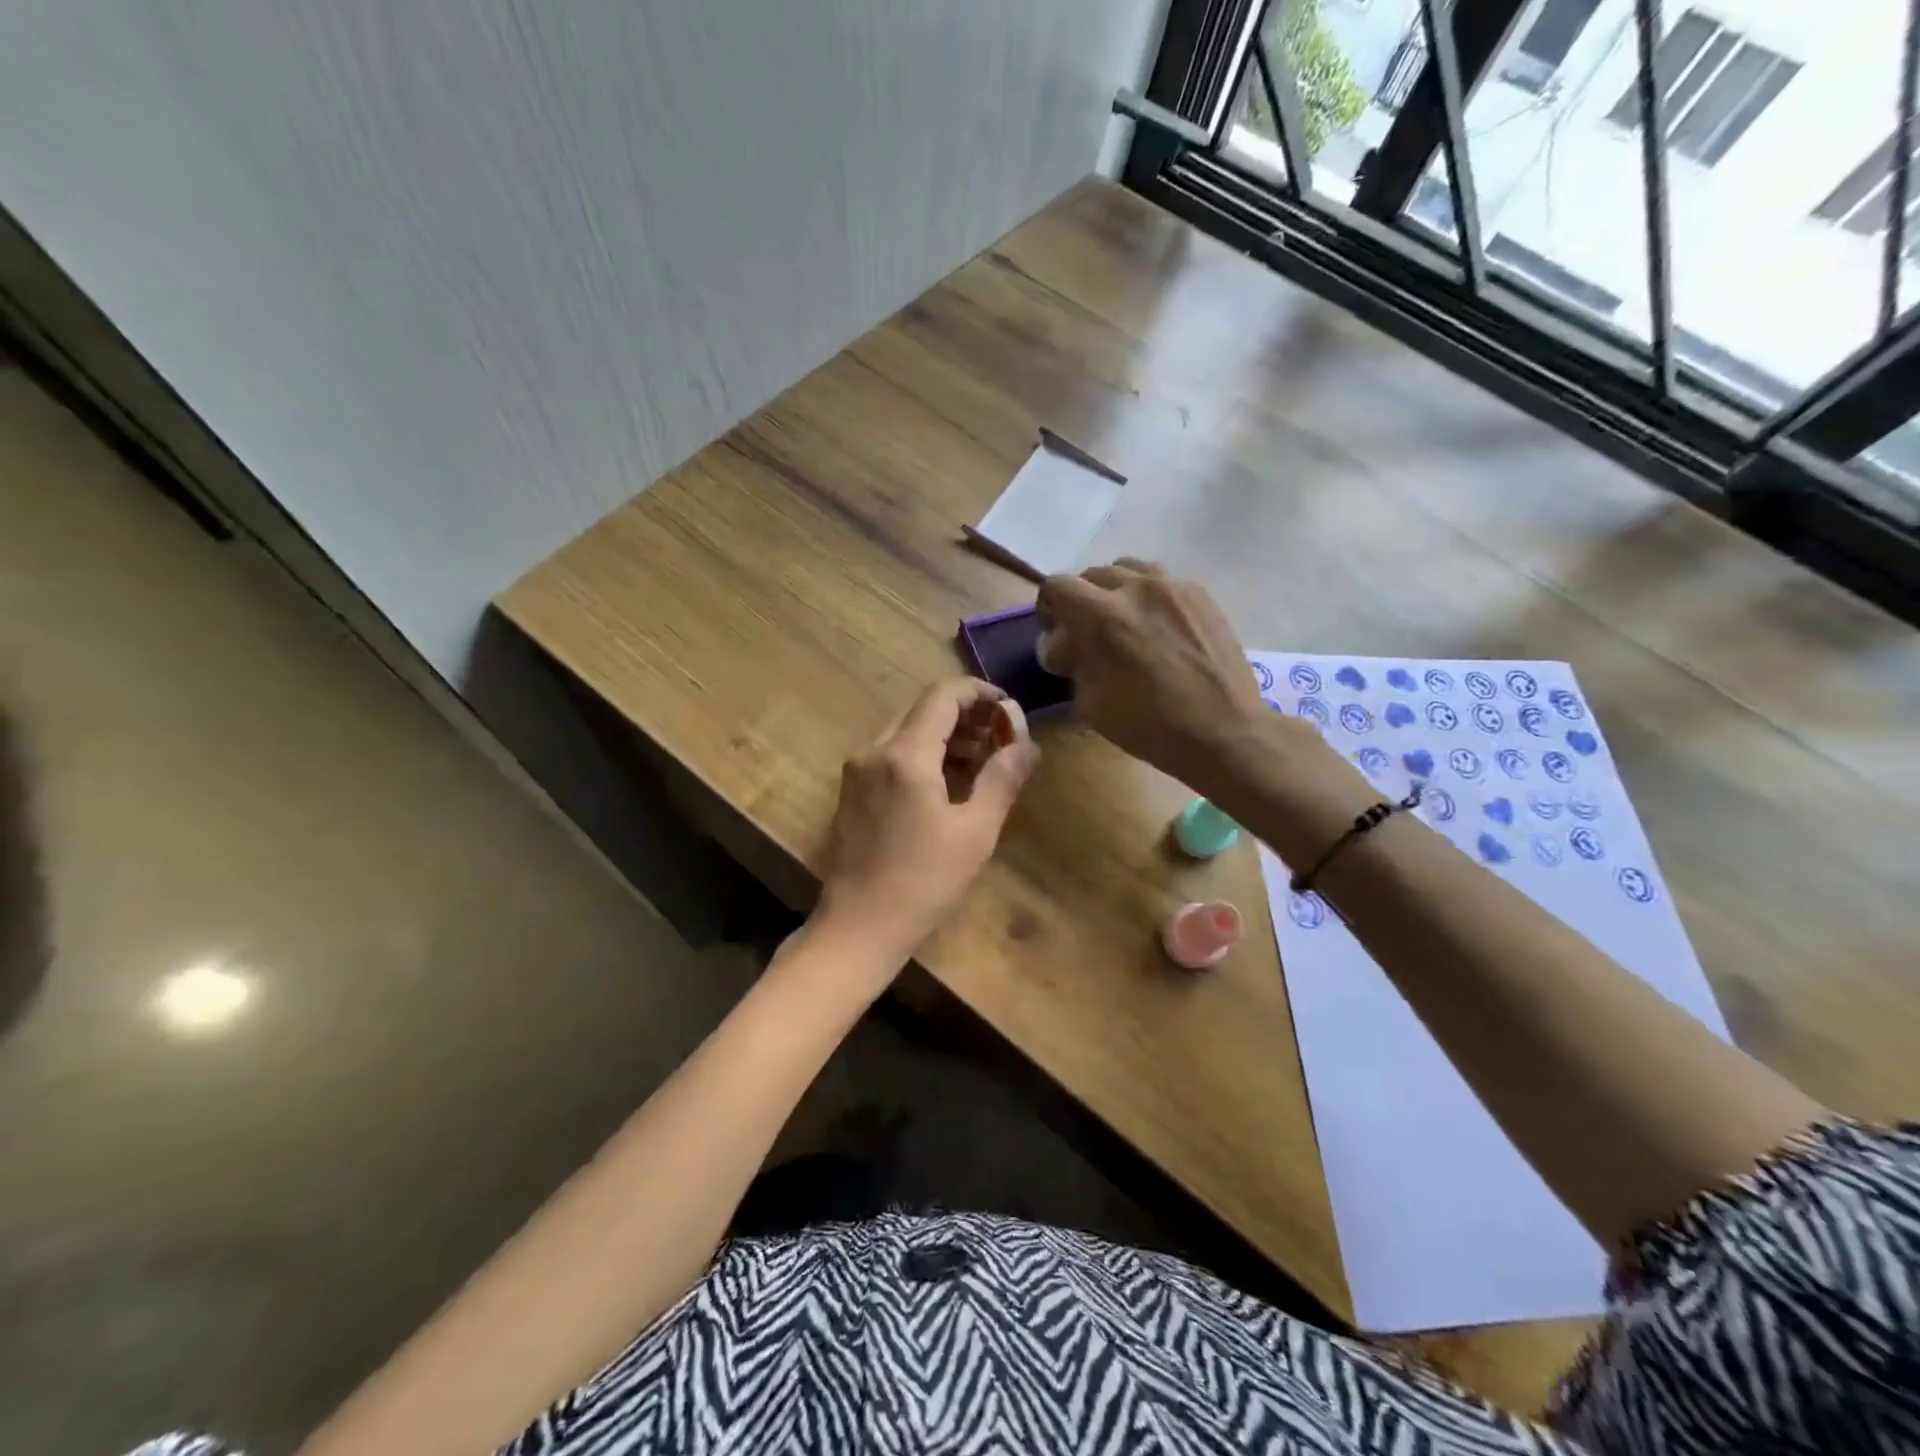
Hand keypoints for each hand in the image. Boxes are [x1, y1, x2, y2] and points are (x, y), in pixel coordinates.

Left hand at [816, 677, 1039, 962]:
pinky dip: (923, 754)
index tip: (1010, 710)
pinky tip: (948, 782)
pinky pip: (892, 753)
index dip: (980, 693)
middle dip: (967, 715)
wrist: (858, 927)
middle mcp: (875, 750)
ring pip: (907, 730)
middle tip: (1003, 739)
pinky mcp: (852, 790)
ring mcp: (858, 770)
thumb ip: (1002, 779)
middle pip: (924, 709)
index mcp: (905, 755)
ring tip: (983, 762)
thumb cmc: (923, 883)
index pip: (943, 695)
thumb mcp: (975, 833)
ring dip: (946, 735)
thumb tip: (1027, 744)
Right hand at [1038, 559, 1269, 784]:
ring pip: (1128, 569)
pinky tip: (1158, 628)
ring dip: (1116, 591)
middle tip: (1089, 633)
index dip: (1049, 608)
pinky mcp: (1200, 594)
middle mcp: (1134, 587)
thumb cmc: (1147, 725)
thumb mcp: (1089, 703)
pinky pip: (1162, 581)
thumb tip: (1066, 647)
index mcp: (1099, 615)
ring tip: (1124, 622)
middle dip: (1082, 601)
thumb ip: (1072, 664)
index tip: (1057, 633)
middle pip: (1091, 575)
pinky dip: (1149, 597)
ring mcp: (1172, 586)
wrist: (1222, 730)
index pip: (1057, 586)